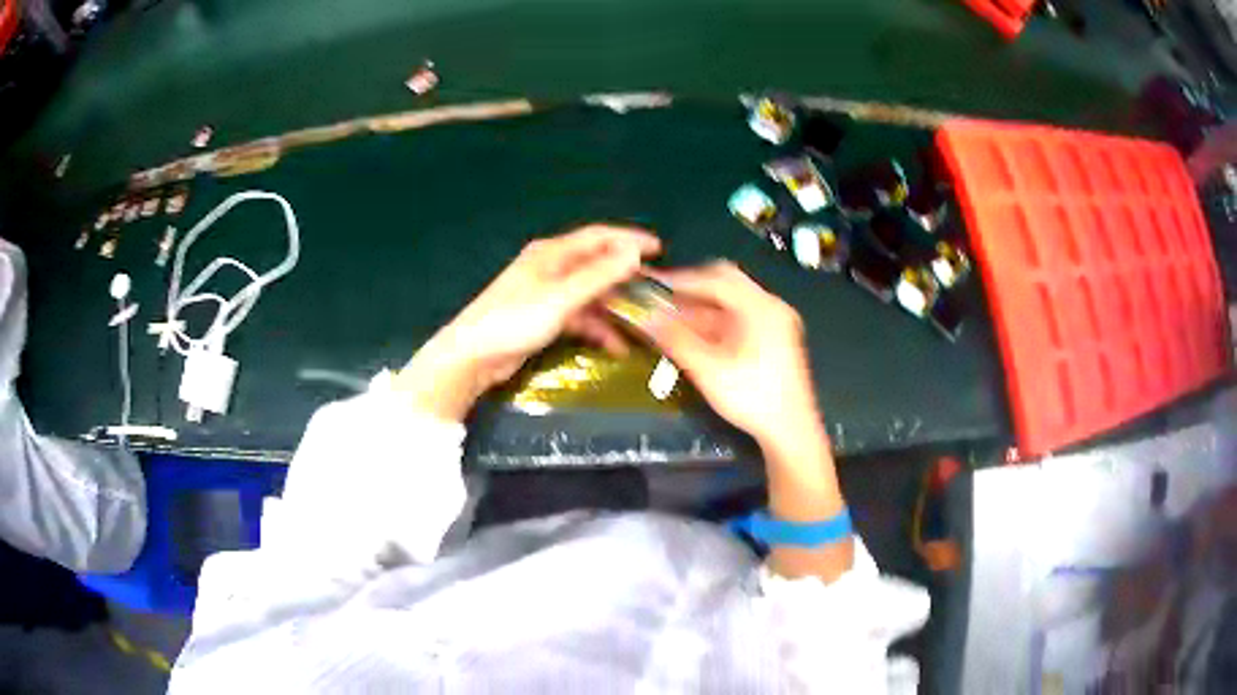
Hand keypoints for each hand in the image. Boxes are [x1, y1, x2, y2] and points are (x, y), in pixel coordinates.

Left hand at [394, 225, 660, 420]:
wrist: (473, 355)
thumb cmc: (514, 320)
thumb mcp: (560, 298)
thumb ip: (598, 276)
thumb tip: (634, 252)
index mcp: (552, 253)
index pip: (599, 237)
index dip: (629, 240)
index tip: (659, 249)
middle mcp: (552, 268)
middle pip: (597, 265)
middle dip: (625, 278)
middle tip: (655, 292)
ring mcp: (548, 293)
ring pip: (591, 294)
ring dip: (614, 308)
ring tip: (642, 324)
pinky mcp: (545, 317)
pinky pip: (580, 316)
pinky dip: (597, 328)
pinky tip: (615, 346)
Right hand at [648, 262, 824, 448]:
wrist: (790, 431)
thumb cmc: (752, 398)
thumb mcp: (708, 370)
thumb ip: (675, 339)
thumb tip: (644, 316)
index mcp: (761, 308)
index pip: (715, 278)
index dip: (681, 279)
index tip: (652, 283)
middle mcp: (770, 306)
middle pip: (726, 281)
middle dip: (691, 288)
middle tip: (661, 296)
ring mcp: (775, 320)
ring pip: (731, 299)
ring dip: (701, 305)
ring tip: (671, 315)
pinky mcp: (773, 335)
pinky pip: (739, 315)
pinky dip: (715, 320)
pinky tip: (693, 332)